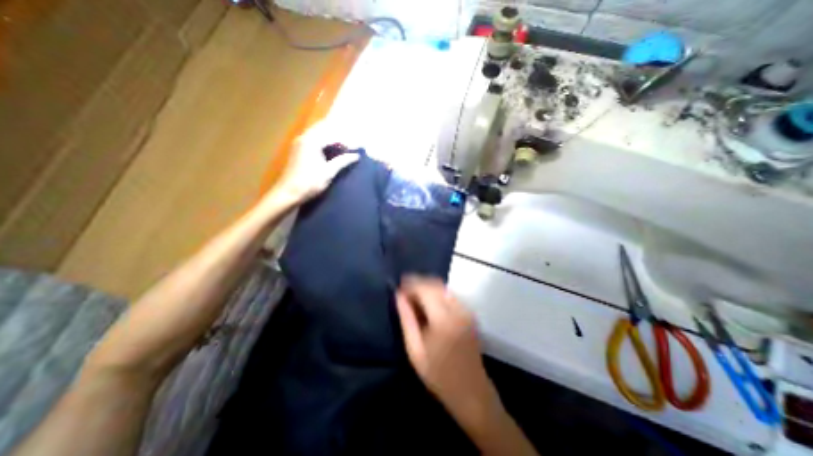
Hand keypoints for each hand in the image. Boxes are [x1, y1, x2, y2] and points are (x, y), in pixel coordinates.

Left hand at [270, 122, 355, 204]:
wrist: (288, 193)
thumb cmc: (309, 183)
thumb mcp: (329, 172)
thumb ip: (343, 161)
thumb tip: (356, 155)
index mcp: (312, 141)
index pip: (333, 136)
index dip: (347, 142)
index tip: (358, 148)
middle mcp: (304, 138)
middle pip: (325, 131)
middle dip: (339, 137)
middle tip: (351, 145)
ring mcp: (299, 144)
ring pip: (318, 135)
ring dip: (331, 139)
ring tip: (344, 147)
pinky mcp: (297, 151)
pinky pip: (313, 141)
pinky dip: (323, 143)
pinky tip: (330, 151)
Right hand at [397, 277, 502, 428]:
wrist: (471, 391)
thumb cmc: (439, 375)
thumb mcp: (415, 350)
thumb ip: (406, 319)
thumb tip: (398, 296)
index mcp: (443, 319)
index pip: (425, 289)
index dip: (410, 284)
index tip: (398, 287)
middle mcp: (457, 309)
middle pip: (435, 284)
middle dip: (418, 283)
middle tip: (404, 292)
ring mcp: (466, 310)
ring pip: (443, 287)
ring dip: (427, 287)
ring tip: (414, 297)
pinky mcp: (470, 313)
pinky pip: (450, 294)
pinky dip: (437, 292)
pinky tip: (428, 302)